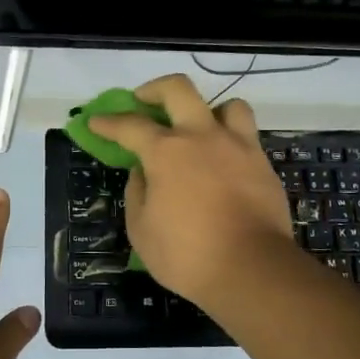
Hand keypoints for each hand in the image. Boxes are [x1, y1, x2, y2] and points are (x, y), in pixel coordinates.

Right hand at [86, 74, 295, 306]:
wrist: (252, 269)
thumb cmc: (187, 255)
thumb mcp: (142, 230)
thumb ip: (137, 193)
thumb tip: (142, 172)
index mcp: (166, 152)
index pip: (130, 125)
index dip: (108, 122)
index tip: (96, 121)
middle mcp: (202, 137)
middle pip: (178, 90)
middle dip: (154, 90)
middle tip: (144, 102)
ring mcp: (238, 146)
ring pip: (227, 105)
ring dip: (208, 111)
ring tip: (199, 130)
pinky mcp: (263, 164)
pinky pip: (247, 136)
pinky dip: (231, 140)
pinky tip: (223, 161)